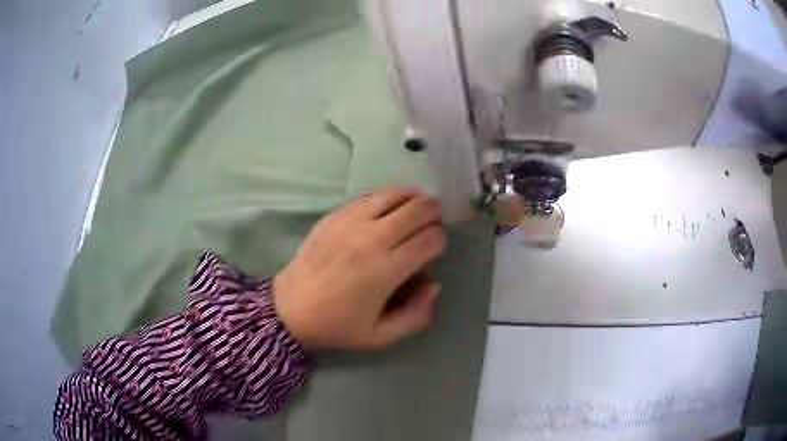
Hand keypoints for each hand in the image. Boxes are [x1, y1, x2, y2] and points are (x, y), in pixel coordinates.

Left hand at [273, 187, 446, 350]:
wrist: (291, 308)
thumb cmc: (338, 325)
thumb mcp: (382, 336)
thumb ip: (417, 315)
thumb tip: (434, 284)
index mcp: (386, 270)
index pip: (430, 239)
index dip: (440, 240)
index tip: (436, 248)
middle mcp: (371, 239)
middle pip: (417, 210)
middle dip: (434, 213)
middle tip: (433, 223)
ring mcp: (350, 222)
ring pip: (394, 194)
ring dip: (414, 198)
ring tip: (417, 207)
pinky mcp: (335, 215)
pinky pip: (370, 196)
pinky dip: (388, 197)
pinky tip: (390, 206)